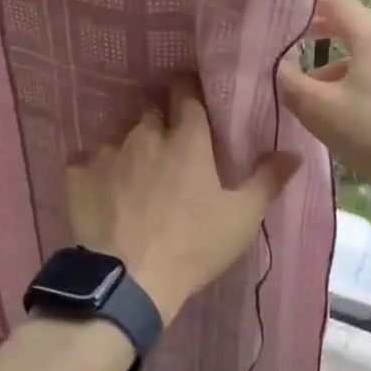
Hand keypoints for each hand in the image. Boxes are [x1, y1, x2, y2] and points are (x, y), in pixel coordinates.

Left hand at [65, 76, 298, 320]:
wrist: (129, 280)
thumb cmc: (193, 245)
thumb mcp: (242, 217)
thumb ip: (267, 180)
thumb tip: (293, 153)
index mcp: (186, 139)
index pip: (186, 92)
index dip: (189, 90)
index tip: (193, 99)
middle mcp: (145, 134)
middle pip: (151, 111)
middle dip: (160, 122)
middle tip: (168, 147)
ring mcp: (107, 152)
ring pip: (119, 133)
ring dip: (129, 144)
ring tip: (135, 170)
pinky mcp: (77, 174)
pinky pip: (86, 161)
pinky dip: (96, 170)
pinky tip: (103, 190)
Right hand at [277, 0, 370, 194]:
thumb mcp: (318, 108)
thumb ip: (289, 80)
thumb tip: (278, 62)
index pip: (339, 1)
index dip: (310, 2)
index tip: (285, 14)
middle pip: (355, 25)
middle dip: (321, 32)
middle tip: (292, 44)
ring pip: (367, 53)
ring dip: (336, 63)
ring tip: (311, 90)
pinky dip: (356, 79)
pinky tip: (343, 110)